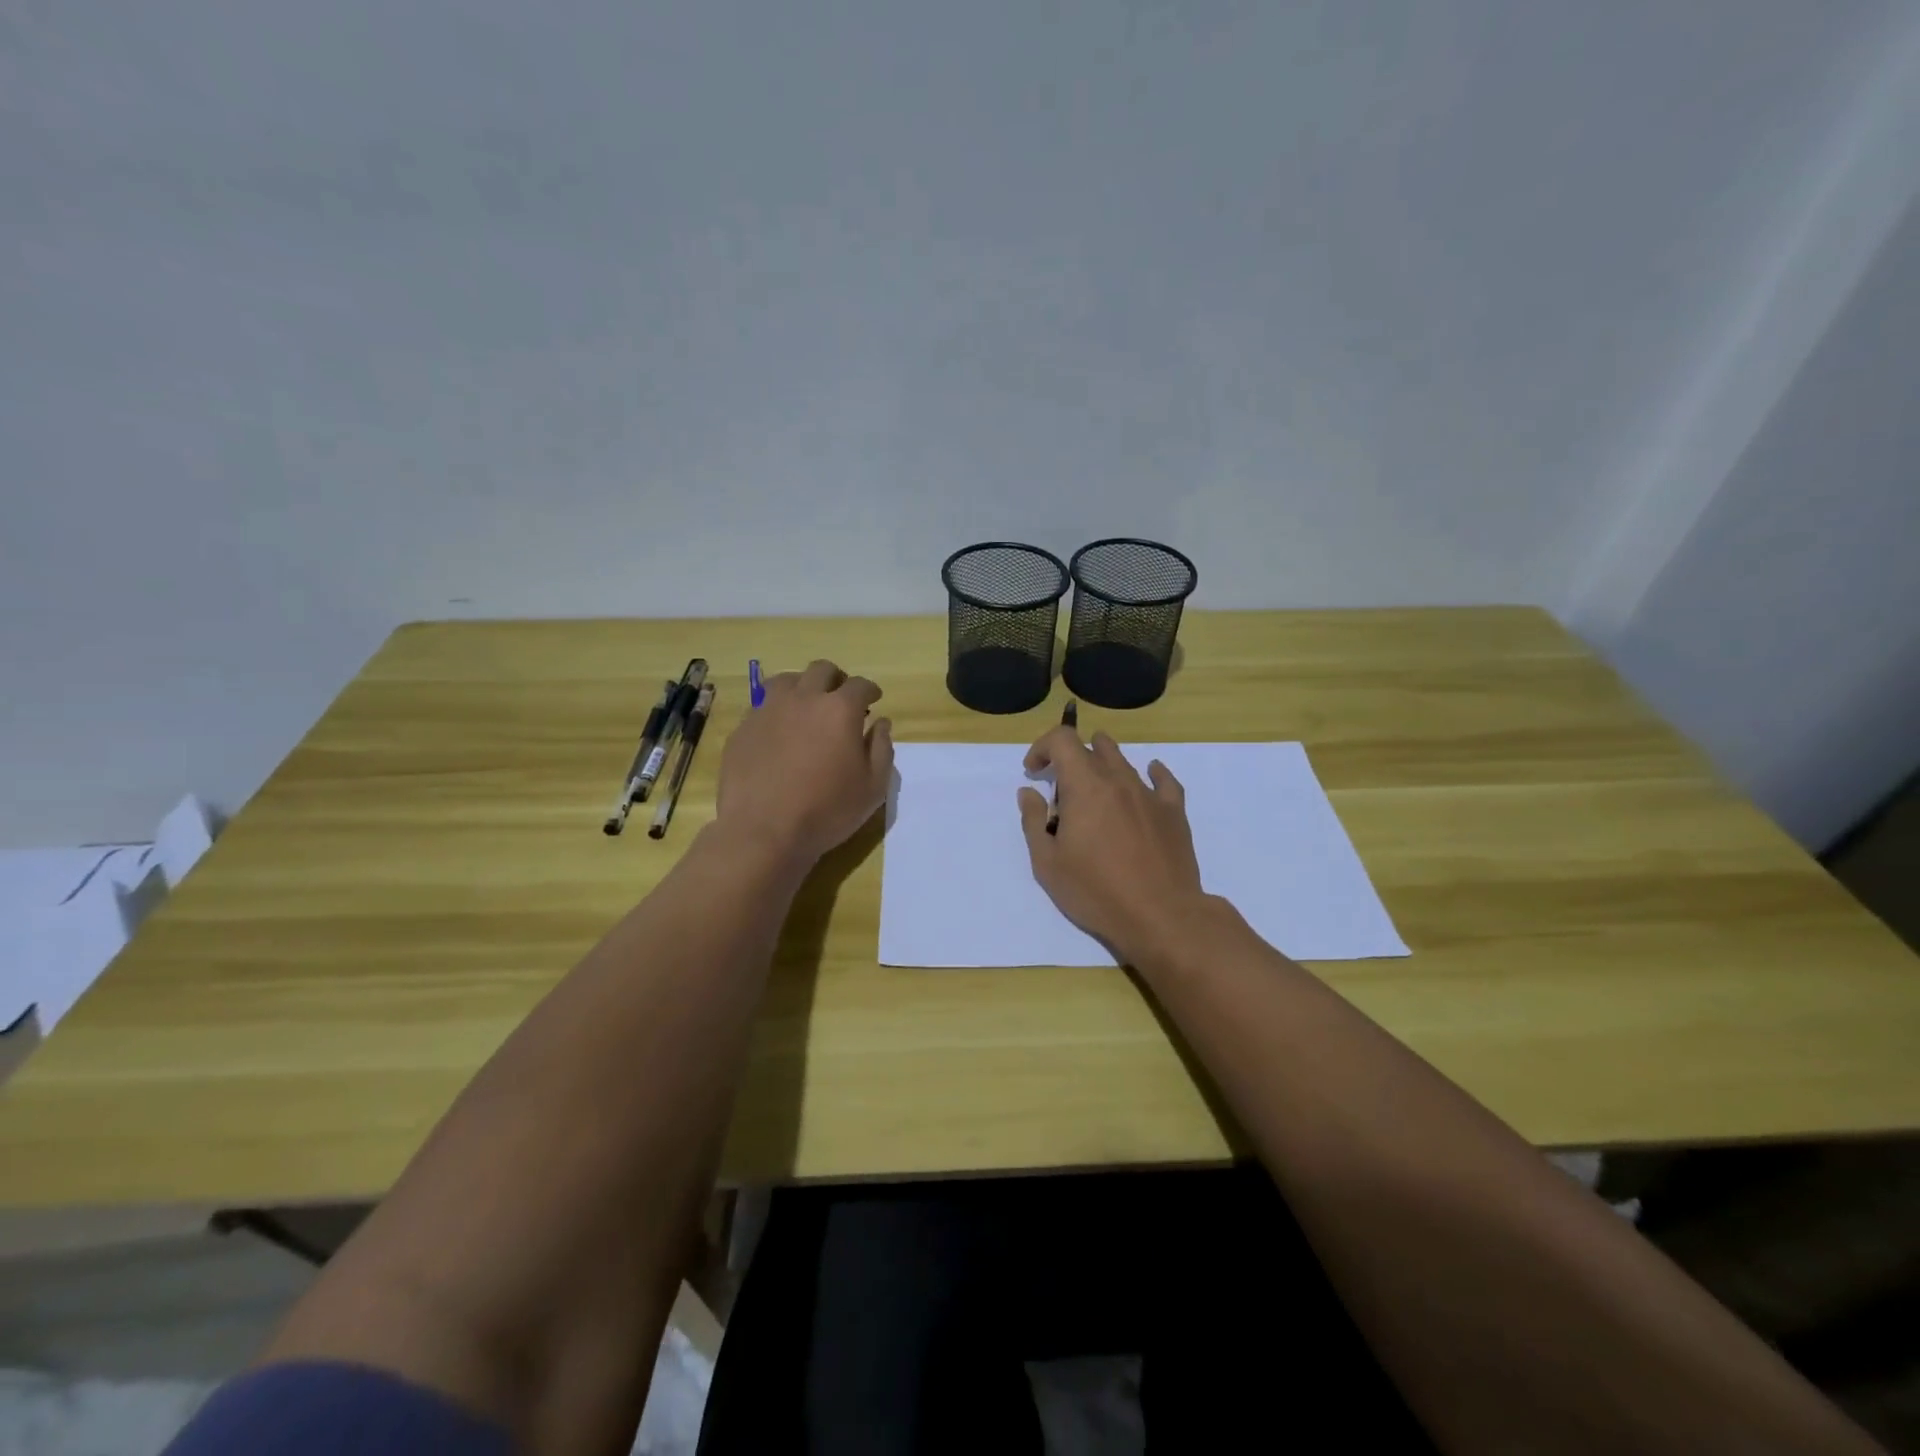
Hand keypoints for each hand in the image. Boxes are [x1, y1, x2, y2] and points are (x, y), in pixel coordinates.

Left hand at [716, 659, 893, 866]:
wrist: (763, 831)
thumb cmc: (827, 811)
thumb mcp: (873, 787)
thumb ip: (882, 749)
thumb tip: (881, 724)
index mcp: (839, 710)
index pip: (860, 685)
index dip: (870, 690)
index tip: (873, 699)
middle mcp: (803, 699)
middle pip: (821, 670)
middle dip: (836, 679)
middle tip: (841, 698)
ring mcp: (768, 710)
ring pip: (786, 679)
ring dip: (802, 686)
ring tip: (806, 706)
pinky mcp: (743, 728)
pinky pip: (762, 705)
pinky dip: (776, 709)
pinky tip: (778, 730)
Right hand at [1017, 727, 1208, 967]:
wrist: (1161, 916)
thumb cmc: (1096, 891)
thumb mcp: (1048, 863)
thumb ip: (1033, 821)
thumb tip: (1029, 792)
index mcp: (1085, 786)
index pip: (1062, 740)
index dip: (1042, 747)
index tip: (1033, 772)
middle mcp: (1118, 780)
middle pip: (1093, 747)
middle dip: (1070, 759)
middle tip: (1061, 789)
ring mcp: (1149, 794)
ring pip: (1124, 761)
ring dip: (1102, 764)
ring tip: (1094, 789)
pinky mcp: (1174, 812)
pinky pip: (1163, 780)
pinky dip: (1151, 772)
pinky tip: (1149, 775)